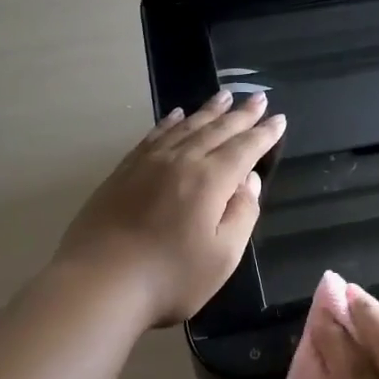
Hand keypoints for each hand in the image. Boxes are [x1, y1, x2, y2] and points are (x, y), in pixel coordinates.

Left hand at [54, 91, 285, 327]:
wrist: (98, 283)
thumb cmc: (169, 278)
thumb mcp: (223, 257)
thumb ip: (242, 214)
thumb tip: (249, 181)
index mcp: (210, 180)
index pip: (245, 149)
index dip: (264, 134)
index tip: (279, 119)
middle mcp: (182, 160)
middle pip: (217, 130)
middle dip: (241, 114)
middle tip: (259, 98)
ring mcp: (149, 162)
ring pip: (186, 126)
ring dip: (209, 111)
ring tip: (224, 96)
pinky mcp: (124, 171)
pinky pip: (154, 135)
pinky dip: (170, 122)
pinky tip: (176, 115)